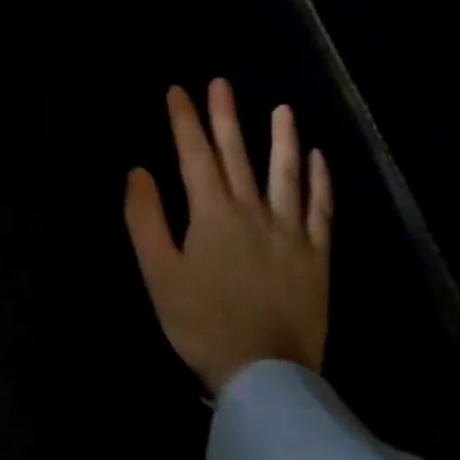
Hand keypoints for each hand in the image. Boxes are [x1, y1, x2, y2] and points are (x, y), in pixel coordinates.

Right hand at [124, 81, 331, 392]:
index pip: (194, 154)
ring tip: (282, 109)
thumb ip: (146, 219)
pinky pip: (320, 210)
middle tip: (221, 83)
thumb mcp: (159, 273)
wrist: (265, 376)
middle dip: (225, 116)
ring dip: (282, 138)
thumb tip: (139, 171)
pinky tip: (319, 159)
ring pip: (285, 173)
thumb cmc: (202, 323)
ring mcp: (289, 231)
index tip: (178, 91)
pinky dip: (320, 182)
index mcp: (212, 213)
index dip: (184, 120)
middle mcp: (252, 210)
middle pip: (237, 153)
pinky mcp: (316, 255)